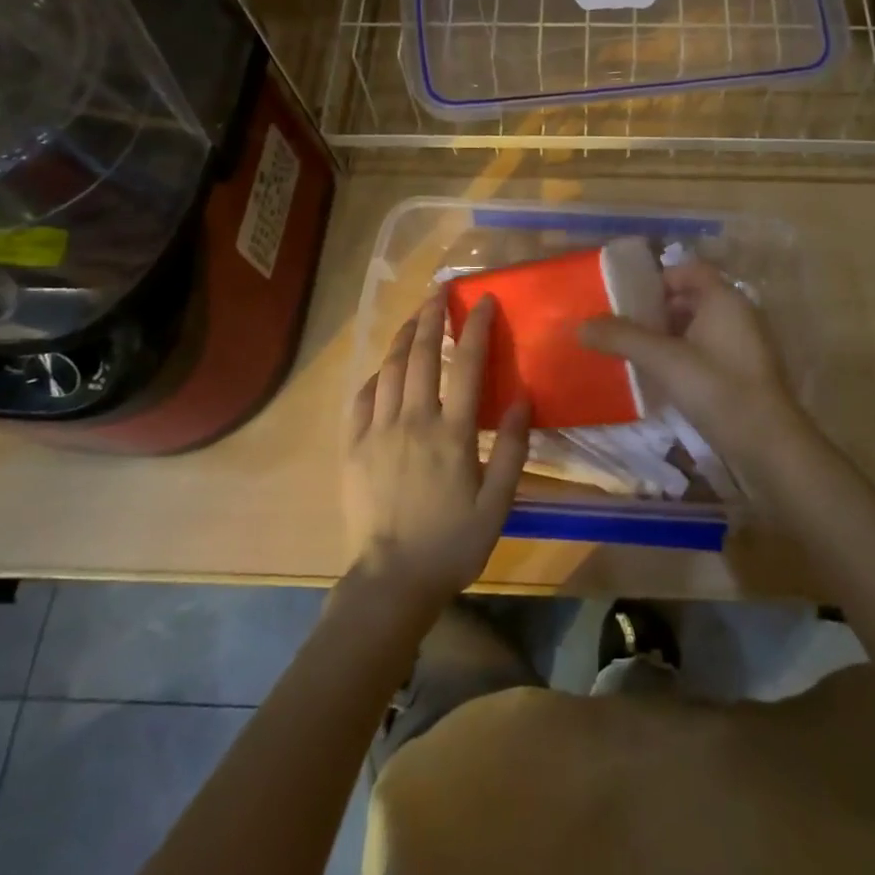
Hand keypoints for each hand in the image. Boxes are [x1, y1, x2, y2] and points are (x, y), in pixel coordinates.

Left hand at [342, 291, 530, 612]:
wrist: (391, 582)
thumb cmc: (451, 544)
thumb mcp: (497, 504)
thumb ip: (511, 449)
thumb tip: (521, 398)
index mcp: (451, 434)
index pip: (466, 366)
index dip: (476, 328)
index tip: (484, 301)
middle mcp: (412, 422)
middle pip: (422, 355)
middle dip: (432, 317)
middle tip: (440, 292)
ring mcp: (377, 432)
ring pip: (390, 369)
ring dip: (404, 336)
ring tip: (415, 315)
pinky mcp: (353, 448)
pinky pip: (362, 398)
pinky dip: (376, 375)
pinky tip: (385, 368)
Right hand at [580, 262, 819, 473]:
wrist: (769, 445)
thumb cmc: (718, 389)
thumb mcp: (663, 360)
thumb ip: (621, 338)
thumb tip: (578, 325)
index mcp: (724, 298)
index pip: (688, 269)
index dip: (657, 278)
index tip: (626, 296)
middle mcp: (738, 313)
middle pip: (692, 297)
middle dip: (657, 309)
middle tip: (623, 325)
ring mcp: (745, 344)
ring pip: (699, 326)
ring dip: (669, 334)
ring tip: (635, 351)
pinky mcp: (745, 372)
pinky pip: (708, 350)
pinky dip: (684, 355)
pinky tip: (662, 377)